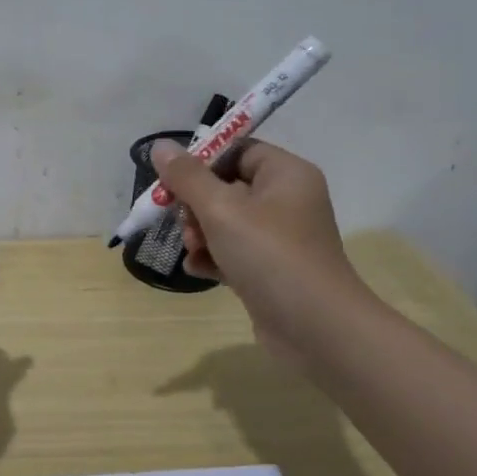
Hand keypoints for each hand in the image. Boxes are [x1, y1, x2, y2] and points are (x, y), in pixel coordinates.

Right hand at [151, 139, 371, 361]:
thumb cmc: (270, 255)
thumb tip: (160, 146)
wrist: (316, 329)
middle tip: (184, 224)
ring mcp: (280, 238)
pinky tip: (197, 269)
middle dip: (196, 206)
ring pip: (226, 222)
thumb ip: (187, 177)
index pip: (237, 150)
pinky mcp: (271, 270)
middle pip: (226, 187)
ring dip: (200, 233)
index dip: (202, 162)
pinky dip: (213, 257)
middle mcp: (287, 200)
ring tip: (192, 250)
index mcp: (286, 174)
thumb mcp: (221, 210)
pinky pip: (233, 252)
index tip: (172, 181)